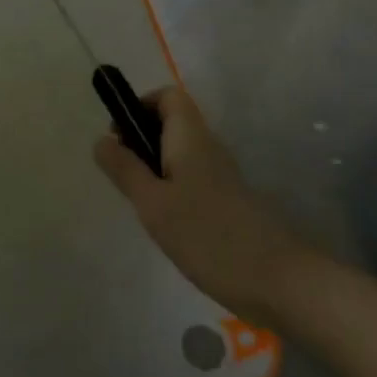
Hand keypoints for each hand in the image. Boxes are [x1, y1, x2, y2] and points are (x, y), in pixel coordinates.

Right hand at [94, 86, 302, 321]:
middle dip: (142, 138)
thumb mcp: (153, 203)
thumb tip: (101, 139)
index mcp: (191, 137)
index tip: (119, 136)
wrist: (276, 280)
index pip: (168, 96)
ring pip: (181, 152)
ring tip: (140, 201)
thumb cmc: (207, 235)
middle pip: (173, 122)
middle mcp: (209, 147)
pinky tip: (165, 221)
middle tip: (123, 175)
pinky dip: (172, 187)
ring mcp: (222, 174)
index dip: (141, 105)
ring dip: (155, 165)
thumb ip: (125, 169)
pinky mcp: (228, 200)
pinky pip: (192, 177)